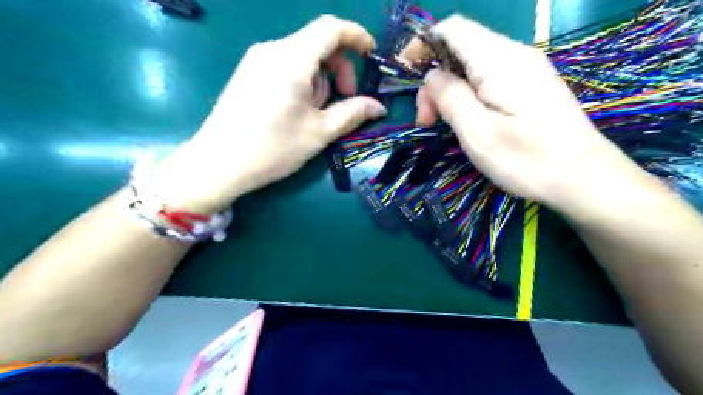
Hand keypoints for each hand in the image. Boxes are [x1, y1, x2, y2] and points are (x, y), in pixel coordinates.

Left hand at [154, 15, 385, 212]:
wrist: (218, 163)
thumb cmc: (272, 148)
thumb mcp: (319, 132)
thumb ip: (353, 113)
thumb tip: (379, 107)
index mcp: (292, 59)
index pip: (331, 28)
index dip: (356, 36)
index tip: (370, 56)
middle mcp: (272, 49)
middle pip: (318, 43)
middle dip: (339, 69)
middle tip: (345, 101)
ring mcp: (256, 60)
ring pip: (302, 57)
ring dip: (320, 80)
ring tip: (314, 114)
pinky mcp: (248, 72)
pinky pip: (285, 65)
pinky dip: (302, 81)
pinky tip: (296, 109)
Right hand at [410, 15, 634, 209]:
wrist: (583, 179)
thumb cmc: (527, 160)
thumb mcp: (477, 133)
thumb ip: (450, 97)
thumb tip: (431, 75)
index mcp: (499, 61)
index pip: (452, 28)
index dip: (423, 43)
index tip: (406, 73)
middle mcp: (514, 55)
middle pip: (459, 49)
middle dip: (434, 80)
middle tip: (426, 121)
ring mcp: (525, 69)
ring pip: (472, 66)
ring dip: (449, 91)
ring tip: (443, 125)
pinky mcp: (529, 85)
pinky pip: (488, 78)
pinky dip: (467, 95)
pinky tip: (466, 120)